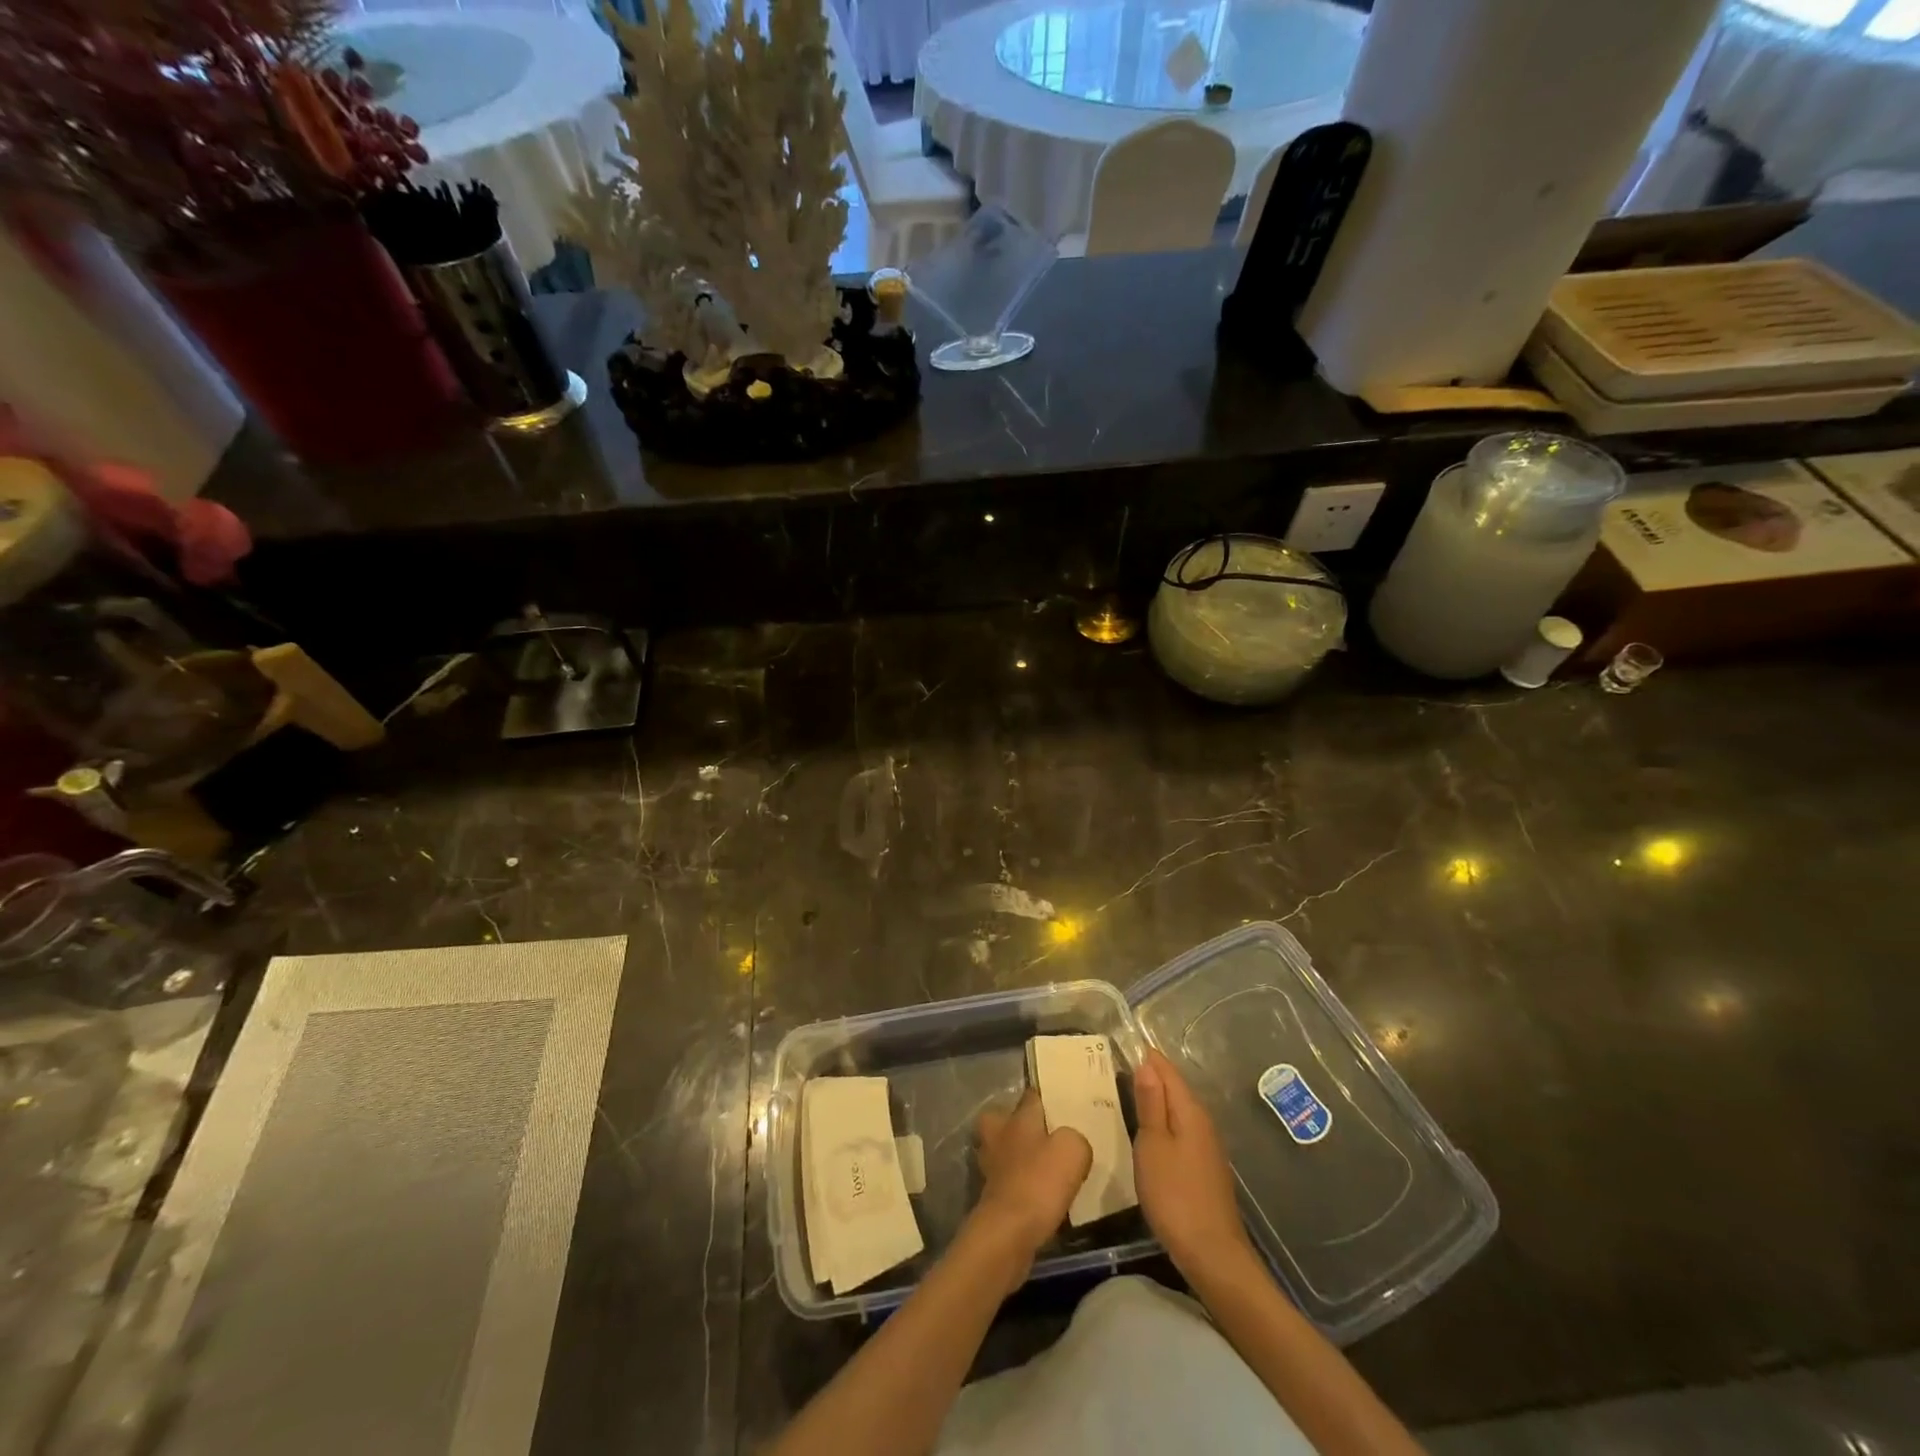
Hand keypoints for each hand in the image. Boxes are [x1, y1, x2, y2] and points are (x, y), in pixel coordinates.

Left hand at [969, 1090, 1091, 1285]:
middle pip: (1002, 1119)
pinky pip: (1007, 1180)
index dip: (1046, 1098)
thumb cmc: (1039, 1181)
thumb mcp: (1072, 1150)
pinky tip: (1039, 1195)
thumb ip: (1075, 1138)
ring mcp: (990, 1166)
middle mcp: (999, 1135)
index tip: (1061, 1103)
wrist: (1009, 1232)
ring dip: (1017, 1156)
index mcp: (1018, 1117)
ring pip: (1002, 1150)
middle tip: (1042, 1135)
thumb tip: (1071, 1143)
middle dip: (1016, 1123)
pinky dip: (1019, 1184)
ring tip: (1044, 1167)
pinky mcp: (991, 1196)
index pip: (1030, 1096)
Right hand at [1132, 1048, 1255, 1281]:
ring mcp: (1207, 1147)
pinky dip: (1164, 1123)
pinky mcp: (1205, 1168)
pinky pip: (1181, 1130)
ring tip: (1126, 1095)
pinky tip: (1148, 1134)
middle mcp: (1203, 1122)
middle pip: (1175, 1088)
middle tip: (1115, 1068)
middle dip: (1150, 1076)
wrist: (1212, 1254)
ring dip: (1156, 1101)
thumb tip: (1147, 1063)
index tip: (1121, 1045)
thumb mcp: (1153, 1145)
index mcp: (1190, 1111)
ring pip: (1178, 1110)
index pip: (1167, 1070)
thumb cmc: (1175, 1195)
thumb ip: (1150, 1104)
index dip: (1146, 1056)